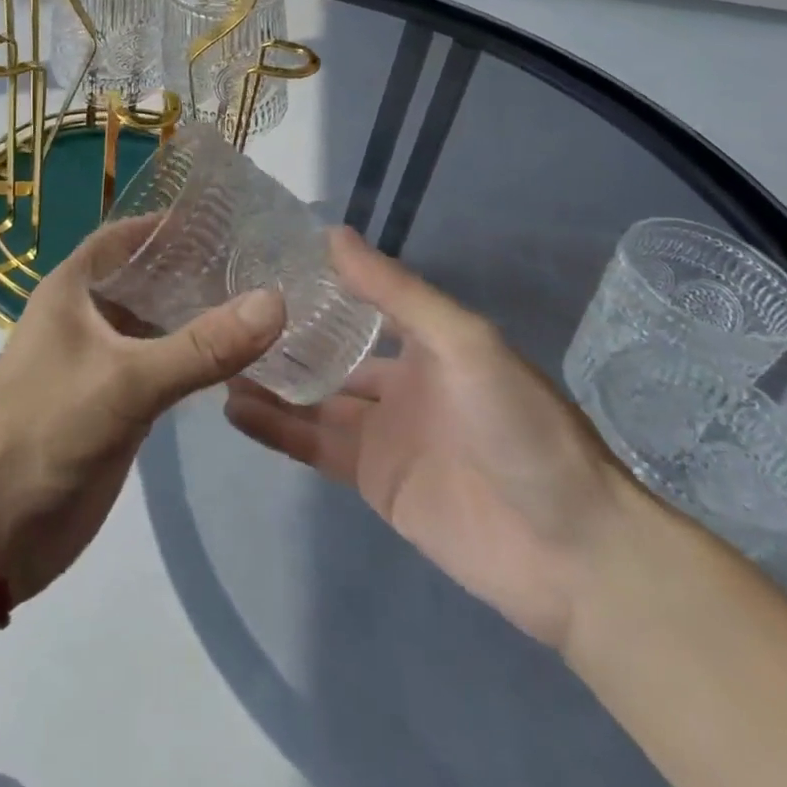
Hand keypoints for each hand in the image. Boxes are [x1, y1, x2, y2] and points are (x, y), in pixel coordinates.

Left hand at [0, 217, 285, 604]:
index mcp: (72, 289)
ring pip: (157, 324)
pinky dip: (195, 358)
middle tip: (260, 261)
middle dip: (194, 269)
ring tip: (262, 300)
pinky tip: (239, 355)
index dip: (168, 224)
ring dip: (198, 315)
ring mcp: (102, 360)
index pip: (125, 236)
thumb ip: (200, 346)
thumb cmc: (47, 429)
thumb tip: (276, 301)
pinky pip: (162, 366)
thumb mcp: (125, 381)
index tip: (226, 219)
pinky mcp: (117, 403)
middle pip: (146, 278)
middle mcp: (87, 315)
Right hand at [224, 229, 625, 650]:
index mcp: (426, 342)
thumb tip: (333, 234)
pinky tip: (234, 408)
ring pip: (312, 398)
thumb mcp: (463, 343)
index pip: (360, 301)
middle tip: (222, 311)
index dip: (317, 284)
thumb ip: (396, 292)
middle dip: (283, 335)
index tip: (261, 260)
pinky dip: (276, 428)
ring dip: (269, 380)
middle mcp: (400, 380)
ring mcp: (383, 432)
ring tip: (214, 356)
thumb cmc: (521, 428)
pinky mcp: (371, 480)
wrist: (571, 553)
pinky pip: (314, 446)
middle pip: (329, 351)